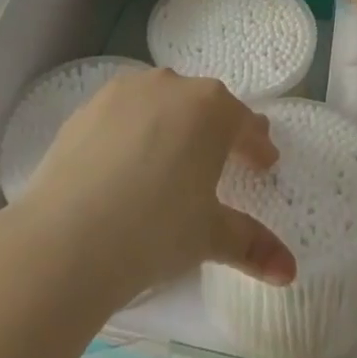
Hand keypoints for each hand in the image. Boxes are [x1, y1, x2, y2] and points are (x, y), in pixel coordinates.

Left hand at [22, 67, 297, 300]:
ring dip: (174, 124)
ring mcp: (125, 92)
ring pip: (161, 102)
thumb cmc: (155, 230)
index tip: (264, 163)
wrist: (67, 236)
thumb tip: (289, 271)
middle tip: (224, 157)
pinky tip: (127, 161)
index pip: (245, 123)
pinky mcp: (88, 107)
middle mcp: (171, 86)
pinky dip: (134, 130)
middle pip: (204, 105)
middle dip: (218, 129)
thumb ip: (252, 245)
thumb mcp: (209, 237)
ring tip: (173, 157)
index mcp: (211, 109)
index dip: (257, 145)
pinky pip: (124, 113)